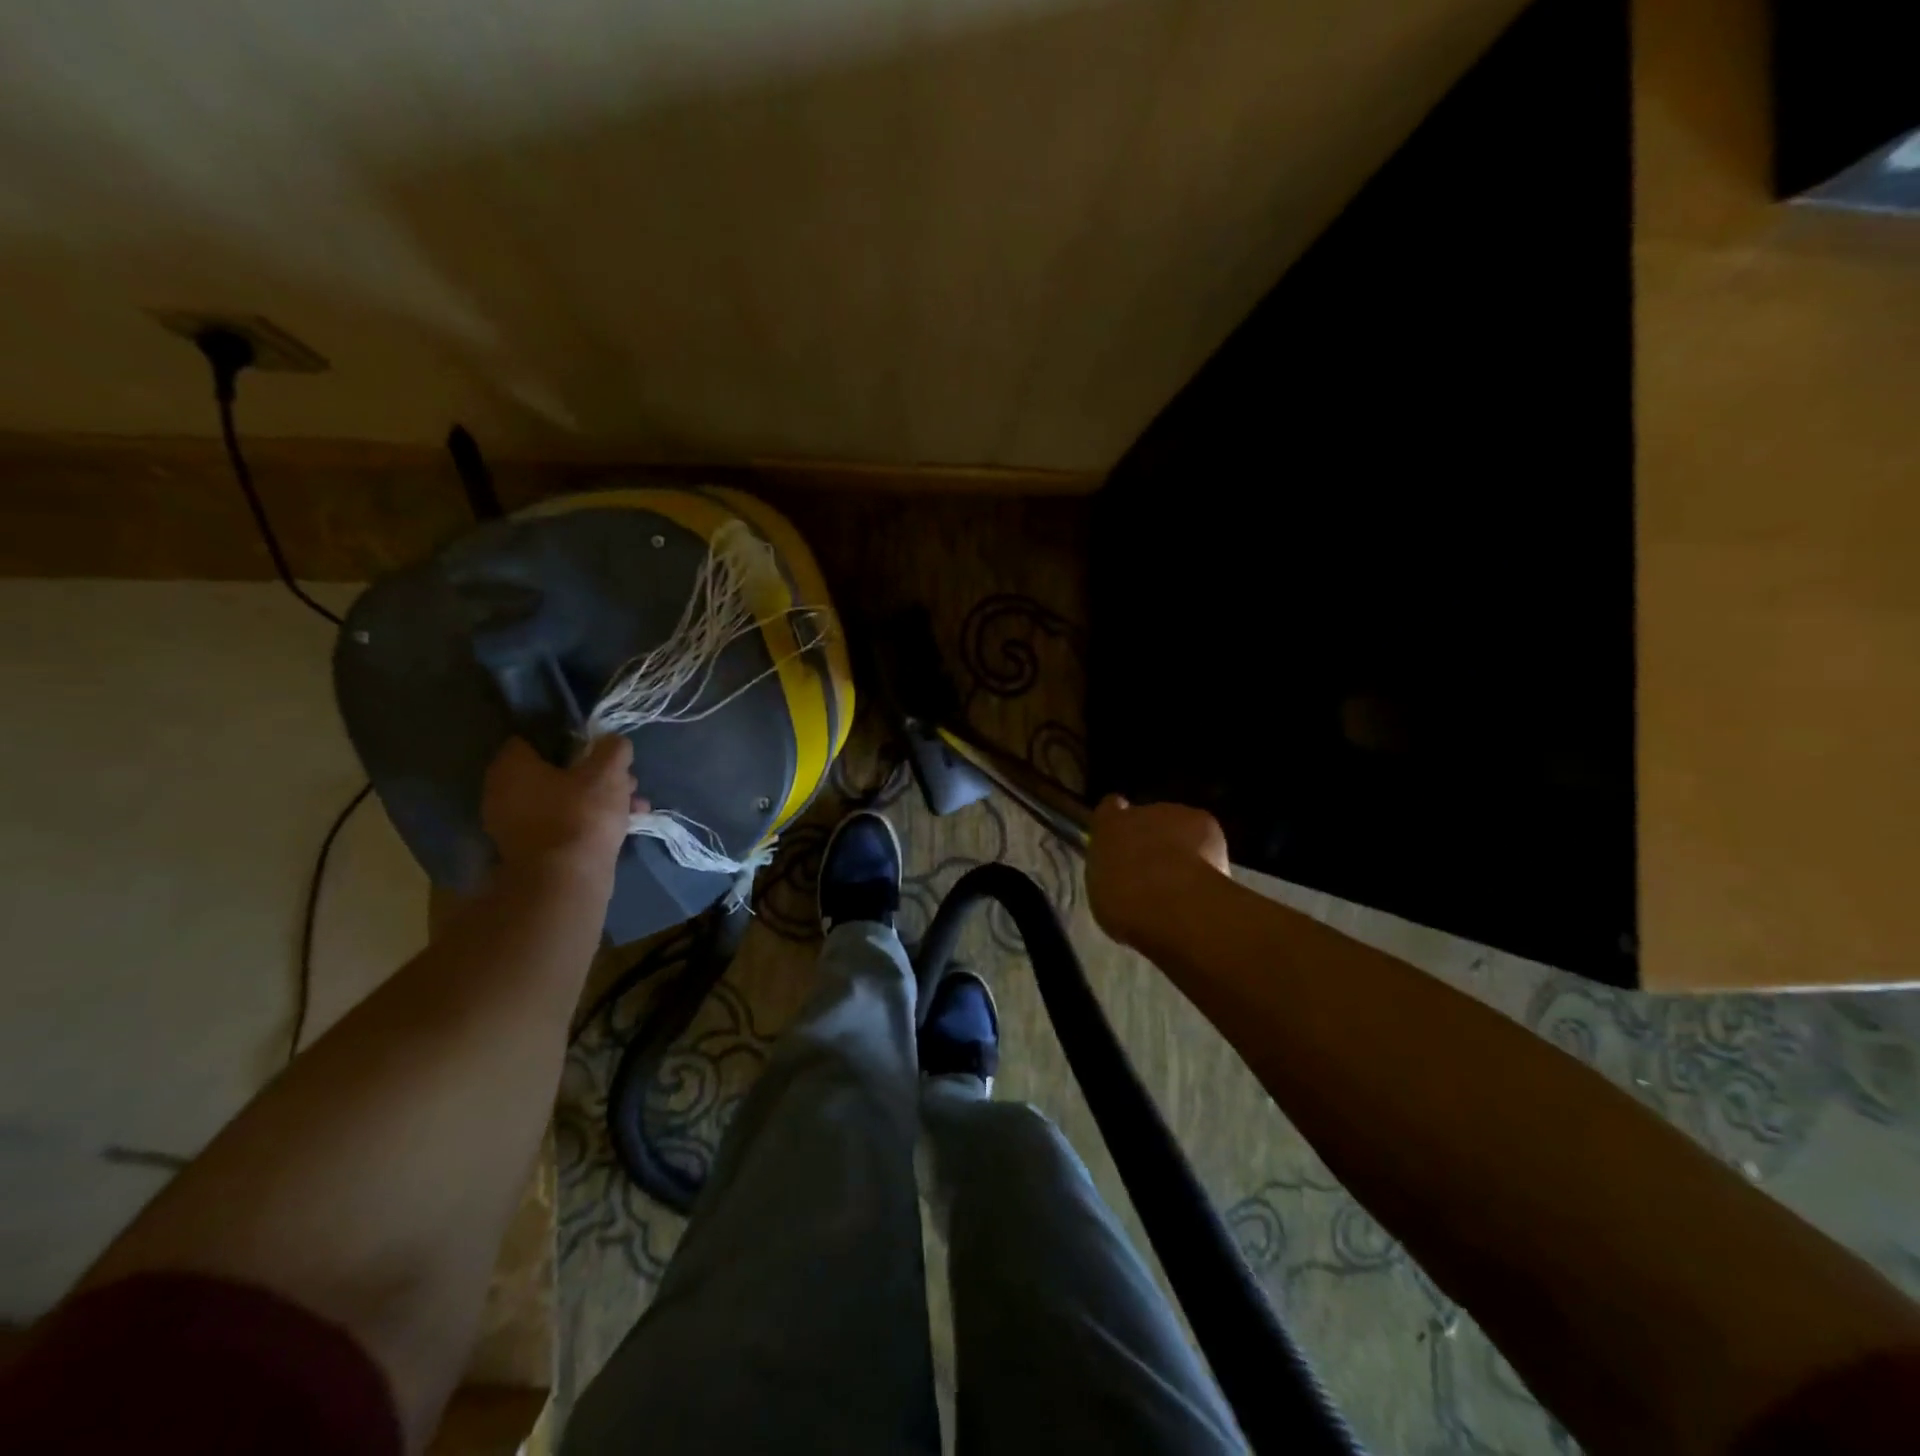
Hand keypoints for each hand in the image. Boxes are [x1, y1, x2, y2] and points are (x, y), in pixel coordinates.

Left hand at [482, 735, 641, 876]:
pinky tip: (622, 828)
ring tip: (634, 806)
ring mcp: (513, 826)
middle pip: (554, 772)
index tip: (598, 748)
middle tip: (624, 780)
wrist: (565, 881)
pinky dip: (588, 823)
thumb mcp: (608, 772)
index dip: (570, 739)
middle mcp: (502, 793)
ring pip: (563, 800)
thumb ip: (613, 749)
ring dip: (597, 800)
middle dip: (593, 774)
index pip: (534, 739)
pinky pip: (563, 825)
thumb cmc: (581, 815)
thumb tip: (613, 741)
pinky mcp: (530, 852)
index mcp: (511, 767)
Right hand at [1086, 795, 1229, 948]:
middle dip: (1150, 839)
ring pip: (1177, 826)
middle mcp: (1139, 812)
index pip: (1109, 809)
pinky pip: (1203, 835)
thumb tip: (1120, 876)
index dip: (1117, 823)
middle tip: (1154, 871)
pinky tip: (1206, 877)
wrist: (1171, 901)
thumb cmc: (1125, 903)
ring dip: (1179, 845)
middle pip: (1145, 818)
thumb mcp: (1104, 893)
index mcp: (1107, 827)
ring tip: (1185, 878)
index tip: (1122, 839)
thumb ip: (1111, 874)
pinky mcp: (1204, 822)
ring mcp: (1175, 813)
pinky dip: (1206, 851)